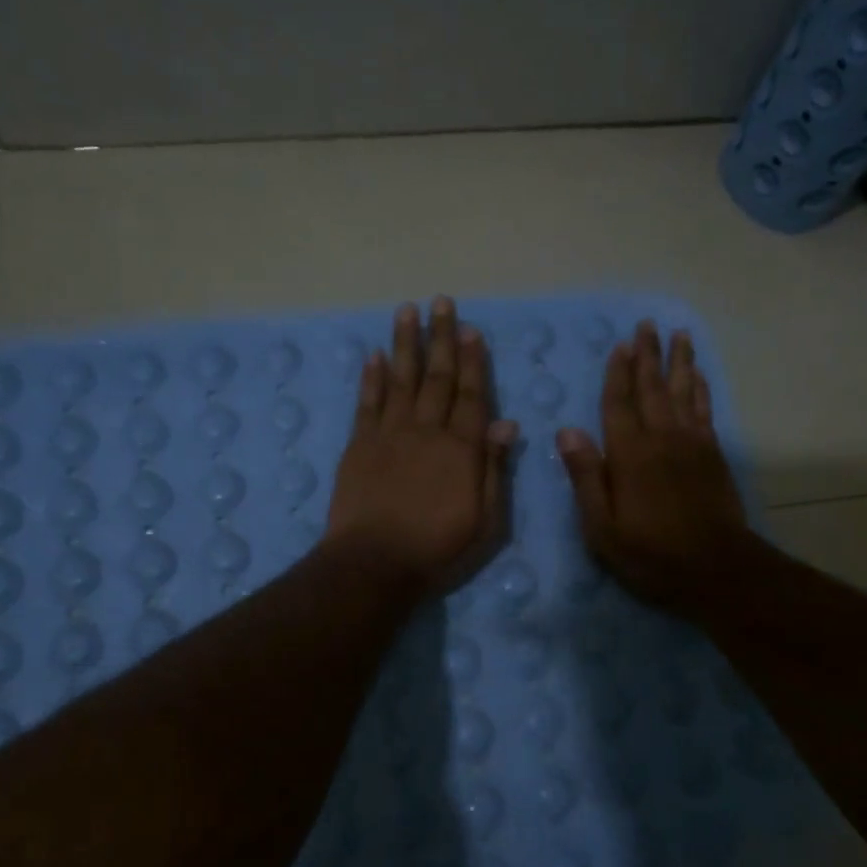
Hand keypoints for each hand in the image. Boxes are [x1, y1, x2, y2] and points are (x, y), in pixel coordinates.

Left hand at [325, 297, 518, 599]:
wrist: (373, 564)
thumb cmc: (438, 549)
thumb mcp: (486, 521)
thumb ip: (495, 469)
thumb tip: (507, 423)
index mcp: (461, 449)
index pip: (472, 395)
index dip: (474, 361)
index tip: (471, 329)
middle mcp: (426, 431)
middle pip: (437, 377)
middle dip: (441, 338)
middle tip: (441, 302)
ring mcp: (389, 435)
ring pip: (399, 379)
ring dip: (404, 344)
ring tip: (407, 311)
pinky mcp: (359, 446)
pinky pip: (366, 403)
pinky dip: (370, 378)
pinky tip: (373, 355)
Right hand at [556, 320, 748, 615]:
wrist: (716, 569)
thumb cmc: (650, 553)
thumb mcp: (602, 527)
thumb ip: (586, 476)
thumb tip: (566, 431)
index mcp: (629, 455)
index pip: (619, 404)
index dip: (618, 374)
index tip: (620, 345)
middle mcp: (661, 439)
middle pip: (653, 388)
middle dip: (648, 355)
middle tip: (647, 324)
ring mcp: (692, 444)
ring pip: (684, 392)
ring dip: (679, 362)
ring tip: (678, 334)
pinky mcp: (713, 455)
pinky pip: (705, 411)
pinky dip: (701, 389)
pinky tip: (698, 376)